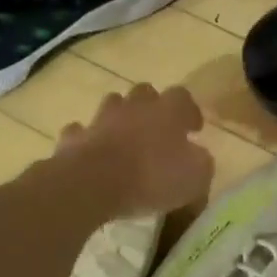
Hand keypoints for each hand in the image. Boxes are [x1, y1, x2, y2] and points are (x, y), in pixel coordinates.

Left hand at [55, 83, 213, 217]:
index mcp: (168, 111)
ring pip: (112, 105)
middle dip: (152, 107)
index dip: (189, 111)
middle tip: (157, 130)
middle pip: (145, 93)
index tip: (193, 129)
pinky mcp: (75, 137)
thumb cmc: (152, 178)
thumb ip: (201, 163)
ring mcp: (101, 118)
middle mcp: (135, 106)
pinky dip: (88, 138)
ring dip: (119, 118)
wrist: (93, 183)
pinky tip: (92, 152)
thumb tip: (198, 157)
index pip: (183, 97)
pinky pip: (82, 131)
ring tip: (125, 138)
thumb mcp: (195, 177)